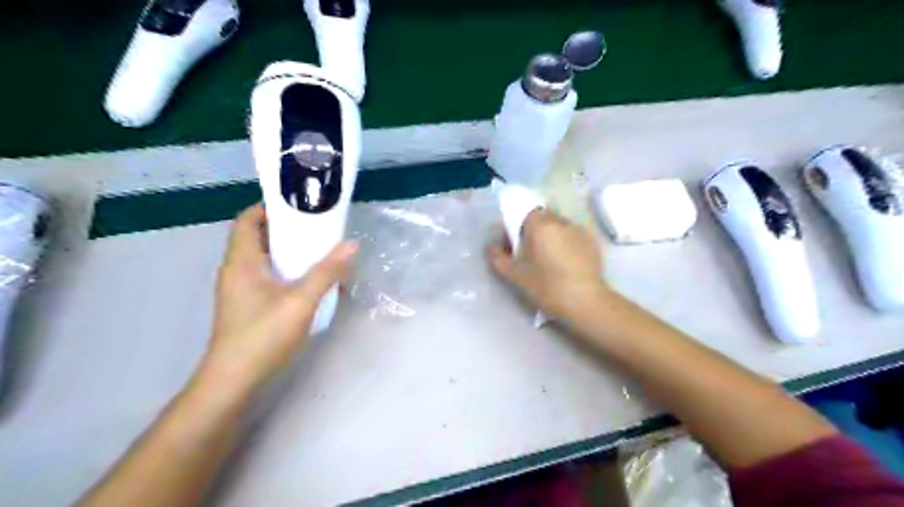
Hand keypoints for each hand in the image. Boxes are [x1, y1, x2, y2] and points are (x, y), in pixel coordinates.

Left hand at [201, 203, 357, 390]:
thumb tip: (352, 244)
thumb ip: (327, 272)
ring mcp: (240, 288)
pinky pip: (266, 275)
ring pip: (263, 257)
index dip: (269, 207)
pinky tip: (308, 280)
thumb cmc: (263, 334)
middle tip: (316, 226)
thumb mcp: (301, 301)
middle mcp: (236, 270)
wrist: (234, 379)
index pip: (247, 219)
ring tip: (318, 249)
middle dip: (286, 228)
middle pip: (257, 236)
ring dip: (288, 250)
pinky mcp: (247, 304)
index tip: (299, 206)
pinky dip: (285, 269)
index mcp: (242, 261)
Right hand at [489, 209, 605, 320]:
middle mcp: (560, 221)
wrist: (585, 301)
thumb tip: (492, 246)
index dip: (517, 228)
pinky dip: (567, 244)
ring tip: (550, 260)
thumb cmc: (546, 286)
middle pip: (542, 219)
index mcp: (540, 224)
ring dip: (552, 237)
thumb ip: (498, 257)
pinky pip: (573, 236)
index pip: (524, 214)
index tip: (515, 246)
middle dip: (534, 232)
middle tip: (531, 255)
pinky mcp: (592, 242)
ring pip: (559, 227)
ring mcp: (579, 230)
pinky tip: (567, 264)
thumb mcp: (515, 275)